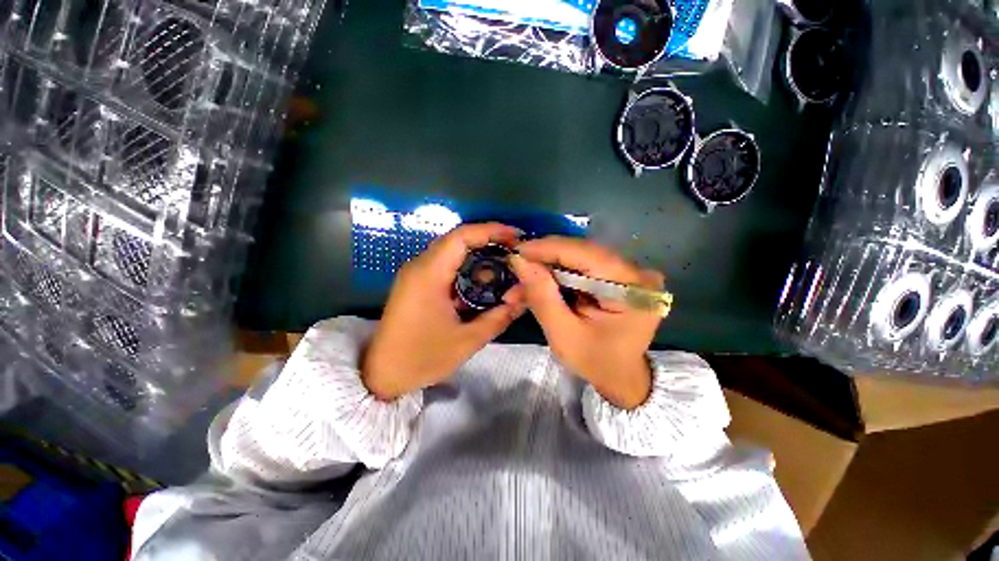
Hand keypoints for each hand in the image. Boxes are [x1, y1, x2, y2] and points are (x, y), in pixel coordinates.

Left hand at [362, 223, 525, 400]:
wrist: (382, 374)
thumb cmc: (422, 358)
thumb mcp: (467, 341)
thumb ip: (498, 318)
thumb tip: (522, 300)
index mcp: (428, 275)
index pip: (461, 237)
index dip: (490, 231)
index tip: (516, 237)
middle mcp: (419, 266)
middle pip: (457, 239)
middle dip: (488, 240)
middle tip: (515, 250)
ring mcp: (415, 273)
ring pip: (451, 250)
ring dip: (478, 253)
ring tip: (504, 263)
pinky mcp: (416, 283)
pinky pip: (444, 264)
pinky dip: (466, 265)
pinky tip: (482, 278)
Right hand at [509, 237, 664, 409]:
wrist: (621, 375)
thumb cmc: (596, 362)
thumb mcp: (563, 335)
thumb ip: (542, 297)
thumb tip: (520, 261)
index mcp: (632, 287)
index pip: (585, 254)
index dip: (547, 248)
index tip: (516, 251)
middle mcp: (635, 271)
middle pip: (580, 252)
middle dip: (543, 259)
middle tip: (515, 267)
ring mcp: (627, 271)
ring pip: (577, 258)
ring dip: (546, 268)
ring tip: (521, 282)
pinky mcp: (616, 275)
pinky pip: (580, 267)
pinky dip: (556, 274)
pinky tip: (537, 283)